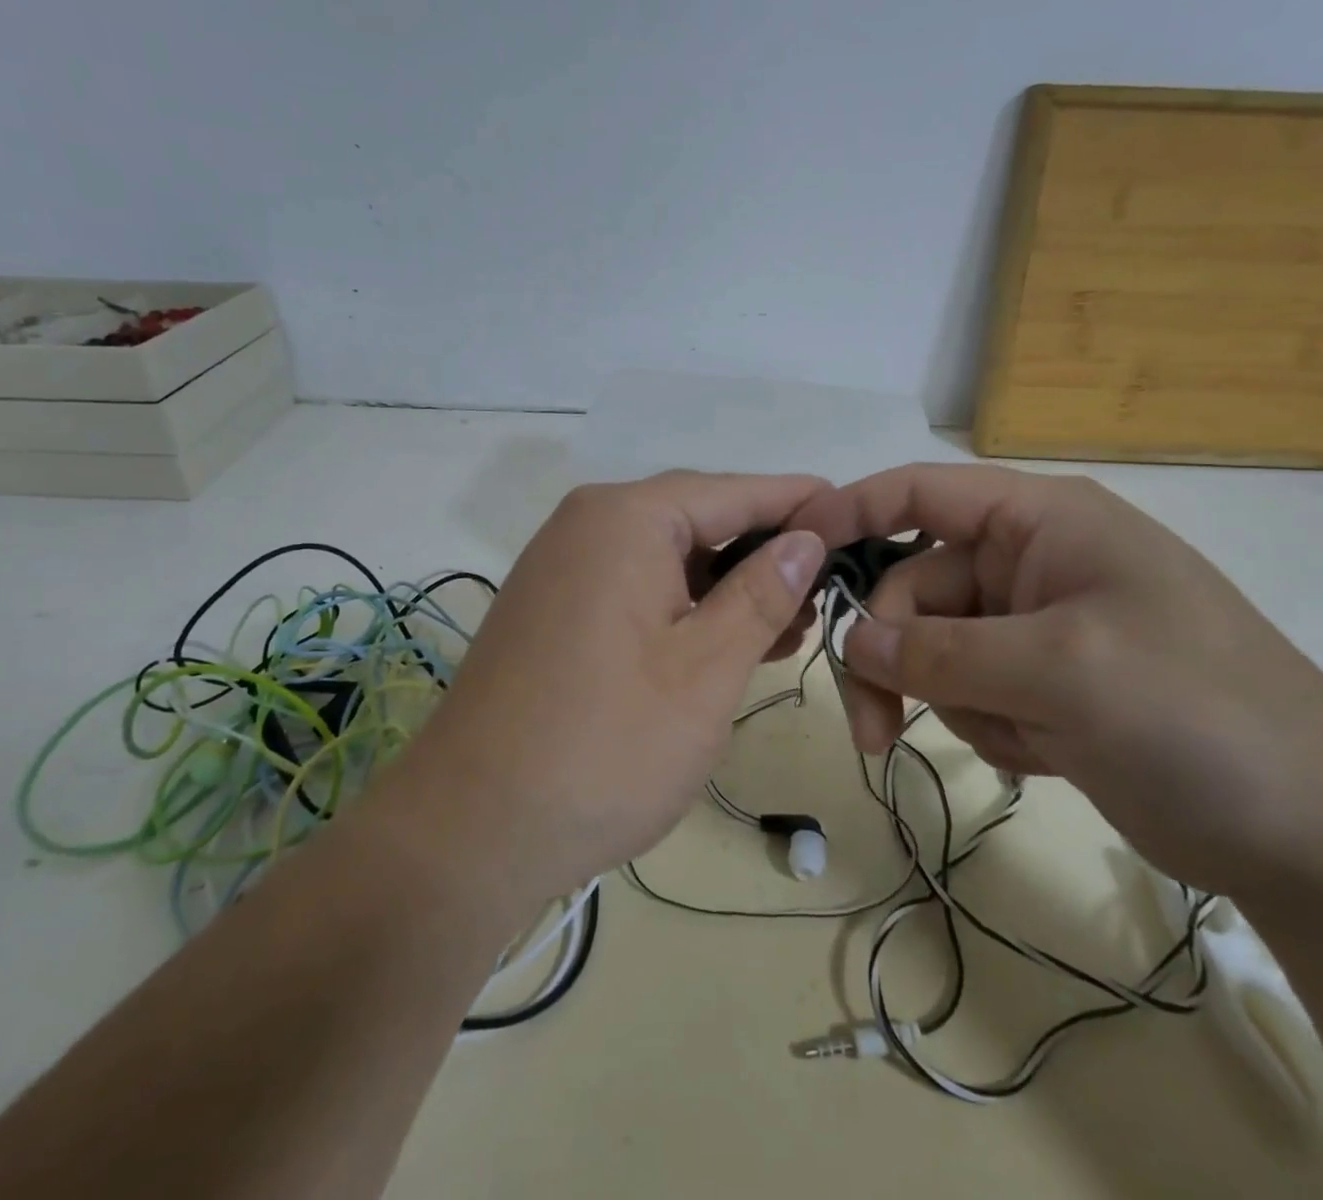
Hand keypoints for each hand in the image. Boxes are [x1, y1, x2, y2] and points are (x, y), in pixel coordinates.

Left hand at [391, 471, 827, 905]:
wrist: (470, 831)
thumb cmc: (606, 746)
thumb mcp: (707, 668)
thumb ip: (763, 592)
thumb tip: (806, 536)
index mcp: (626, 518)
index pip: (733, 490)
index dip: (798, 501)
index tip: (853, 512)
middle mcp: (587, 524)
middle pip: (698, 517)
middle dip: (764, 550)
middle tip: (826, 588)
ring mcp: (562, 566)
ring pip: (667, 556)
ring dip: (727, 585)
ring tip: (788, 625)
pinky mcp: (552, 608)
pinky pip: (635, 585)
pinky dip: (684, 606)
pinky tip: (725, 641)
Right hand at [789, 464, 1322, 897]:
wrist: (1318, 835)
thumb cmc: (1195, 714)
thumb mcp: (1059, 669)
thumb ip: (939, 649)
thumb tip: (851, 639)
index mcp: (1041, 521)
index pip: (922, 492)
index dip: (852, 510)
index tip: (794, 550)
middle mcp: (1031, 562)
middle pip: (914, 588)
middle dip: (891, 653)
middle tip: (873, 727)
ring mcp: (1035, 627)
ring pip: (934, 647)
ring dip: (946, 697)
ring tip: (1011, 742)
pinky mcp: (1042, 686)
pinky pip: (968, 690)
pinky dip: (986, 724)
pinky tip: (1042, 755)